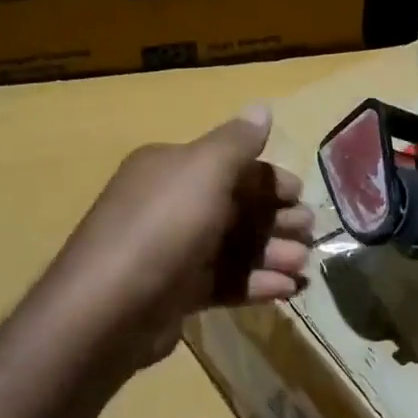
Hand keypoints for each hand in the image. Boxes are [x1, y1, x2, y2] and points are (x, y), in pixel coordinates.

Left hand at [38, 106, 313, 375]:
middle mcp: (169, 203)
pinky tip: (286, 291)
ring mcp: (172, 250)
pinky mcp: (175, 292)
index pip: (229, 165)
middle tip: (309, 233)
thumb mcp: (204, 171)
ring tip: (302, 266)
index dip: (269, 178)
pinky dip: (256, 284)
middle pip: (235, 206)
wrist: (108, 309)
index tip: (300, 195)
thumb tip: (261, 107)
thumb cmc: (163, 227)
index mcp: (171, 168)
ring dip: (271, 253)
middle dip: (276, 218)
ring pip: (233, 246)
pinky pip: (223, 281)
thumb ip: (238, 141)